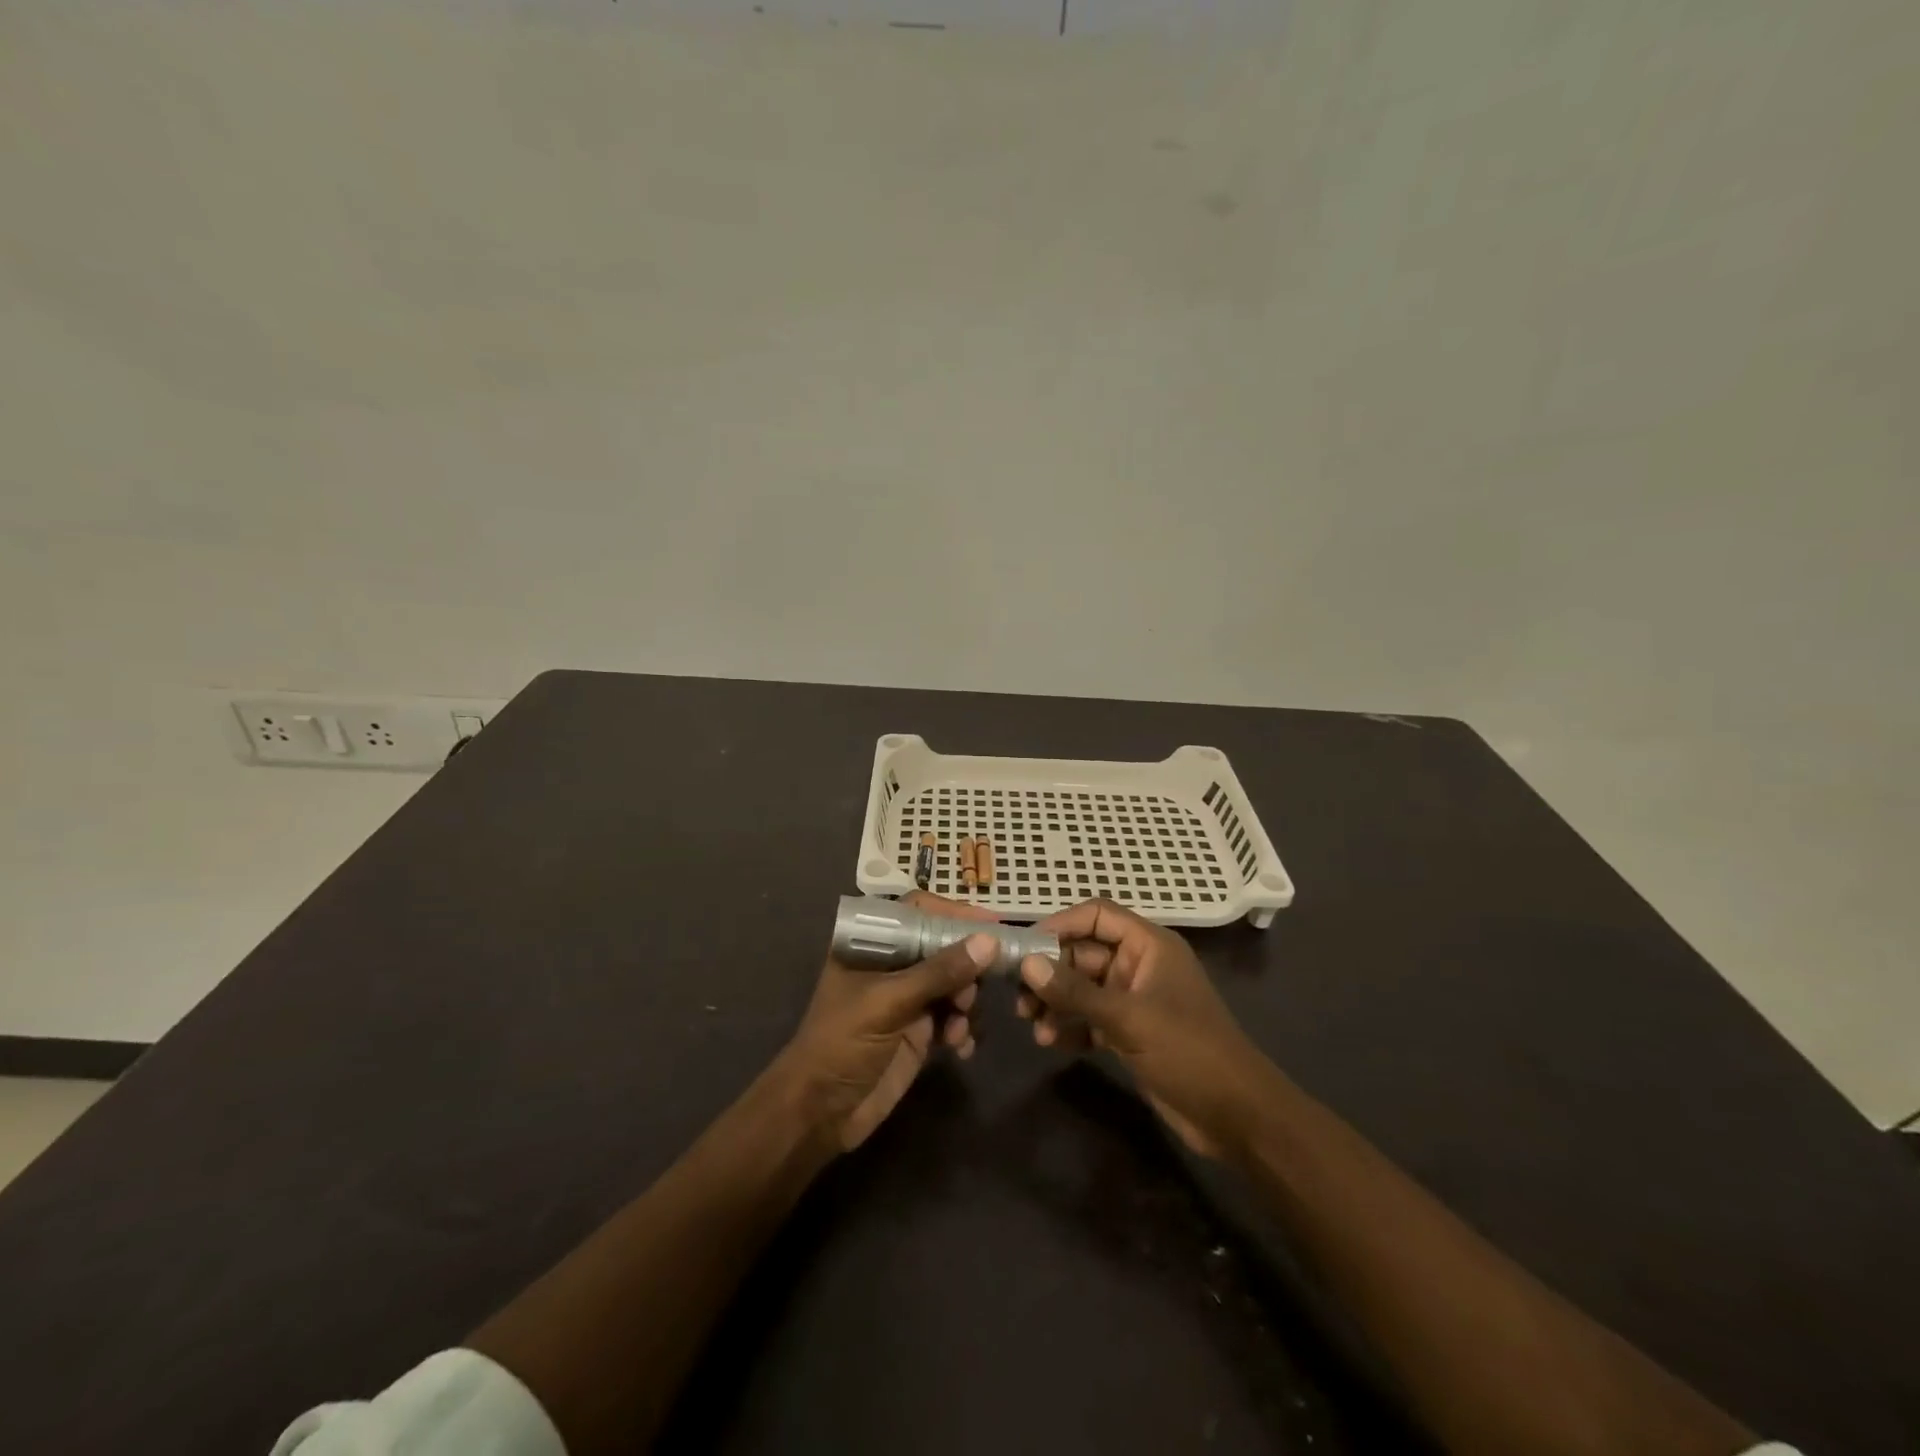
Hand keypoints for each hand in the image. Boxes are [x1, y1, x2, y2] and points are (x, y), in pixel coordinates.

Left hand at [777, 892, 996, 1152]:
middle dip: (966, 966)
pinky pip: (954, 1018)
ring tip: (960, 1024)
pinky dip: (964, 1028)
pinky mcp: (920, 1031)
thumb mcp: (888, 1002)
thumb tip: (989, 942)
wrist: (820, 1114)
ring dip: (966, 1001)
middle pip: (942, 947)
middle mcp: (892, 965)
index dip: (953, 915)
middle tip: (975, 989)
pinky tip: (961, 1047)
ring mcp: (907, 999)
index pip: (917, 912)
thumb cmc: (841, 1043)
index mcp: (871, 945)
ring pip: (953, 983)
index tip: (990, 925)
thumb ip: (938, 972)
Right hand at [1016, 899, 1270, 1158]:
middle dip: (1051, 973)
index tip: (1025, 947)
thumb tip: (1027, 965)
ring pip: (1083, 988)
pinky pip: (1090, 1018)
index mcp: (1149, 946)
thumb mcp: (1129, 1018)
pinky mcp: (1131, 1033)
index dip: (1060, 925)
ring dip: (1057, 1003)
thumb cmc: (1188, 1051)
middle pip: (1084, 954)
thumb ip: (1076, 992)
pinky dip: (1070, 1026)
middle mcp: (1140, 966)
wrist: (1237, 1117)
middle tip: (1019, 997)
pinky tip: (1051, 1042)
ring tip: (1033, 1025)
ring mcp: (1135, 1000)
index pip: (1097, 916)